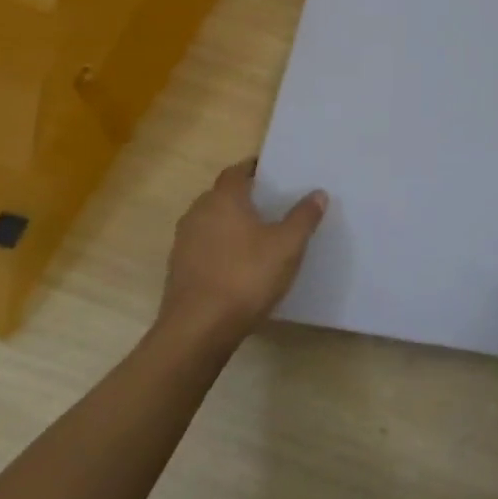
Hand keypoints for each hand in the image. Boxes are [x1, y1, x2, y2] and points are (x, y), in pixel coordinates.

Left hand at [158, 159, 326, 345]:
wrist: (198, 329)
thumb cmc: (246, 277)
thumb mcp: (287, 246)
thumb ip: (303, 217)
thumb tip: (318, 193)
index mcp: (223, 199)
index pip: (236, 171)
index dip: (254, 168)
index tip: (272, 172)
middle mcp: (198, 213)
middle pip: (221, 195)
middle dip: (243, 196)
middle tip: (270, 202)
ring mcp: (184, 242)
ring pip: (211, 221)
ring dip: (230, 222)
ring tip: (258, 233)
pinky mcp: (179, 269)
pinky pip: (204, 246)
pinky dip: (220, 246)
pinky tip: (239, 263)